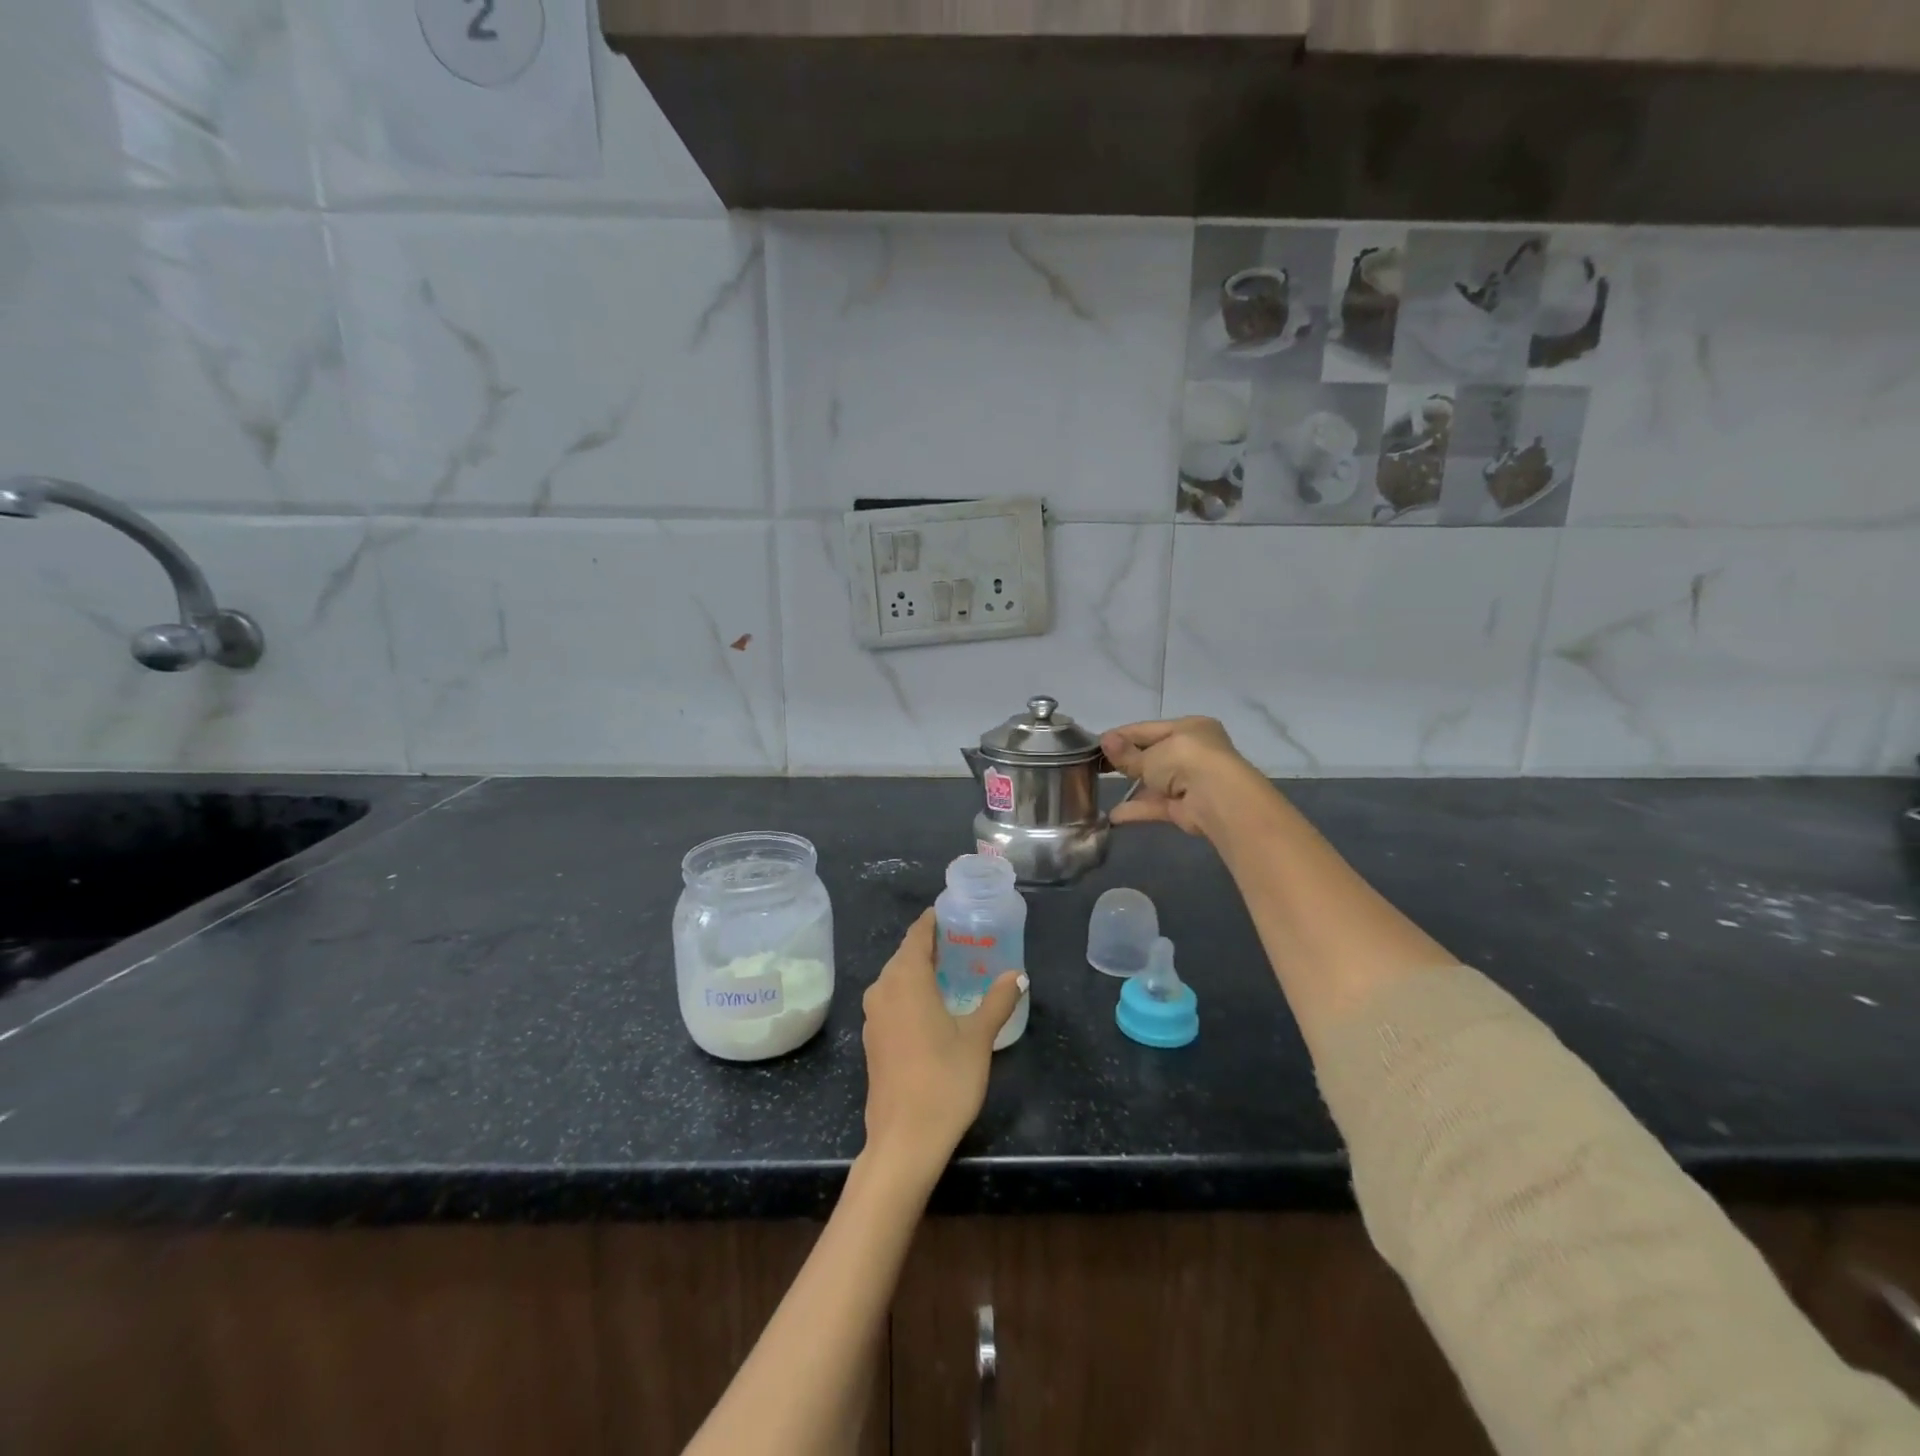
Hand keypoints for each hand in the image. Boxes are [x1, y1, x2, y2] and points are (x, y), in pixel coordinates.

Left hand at [860, 910, 1025, 1185]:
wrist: (904, 1140)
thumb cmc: (944, 1080)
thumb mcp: (978, 1038)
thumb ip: (997, 1001)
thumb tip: (1018, 975)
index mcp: (905, 979)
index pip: (917, 934)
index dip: (934, 921)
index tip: (954, 912)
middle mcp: (882, 989)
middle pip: (906, 954)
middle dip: (932, 945)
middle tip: (964, 941)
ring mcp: (873, 1016)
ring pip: (897, 978)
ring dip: (921, 970)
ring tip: (954, 970)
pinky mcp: (873, 1039)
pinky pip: (892, 1000)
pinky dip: (911, 992)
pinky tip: (934, 1005)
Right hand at [1101, 716, 1275, 839]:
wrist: (1218, 798)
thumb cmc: (1185, 761)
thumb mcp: (1150, 754)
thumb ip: (1127, 754)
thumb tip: (1105, 741)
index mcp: (1189, 728)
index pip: (1149, 729)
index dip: (1122, 736)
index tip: (1097, 743)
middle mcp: (1193, 751)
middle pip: (1153, 755)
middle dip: (1126, 761)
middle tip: (1096, 765)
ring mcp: (1191, 781)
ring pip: (1155, 781)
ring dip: (1130, 786)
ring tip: (1100, 787)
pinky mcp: (1187, 807)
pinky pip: (1157, 804)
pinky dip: (1138, 809)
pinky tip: (1114, 815)